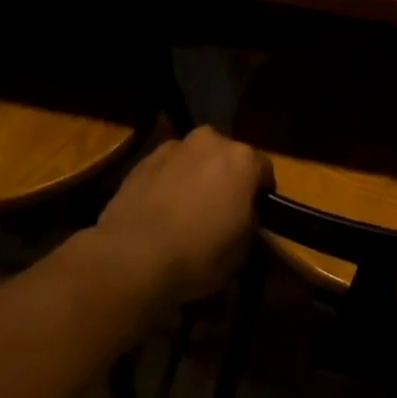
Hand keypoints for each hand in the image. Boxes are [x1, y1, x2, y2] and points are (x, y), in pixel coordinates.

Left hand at [93, 125, 273, 305]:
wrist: (132, 255)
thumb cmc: (198, 254)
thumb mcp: (242, 249)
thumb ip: (249, 221)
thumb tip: (243, 215)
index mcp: (242, 159)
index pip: (263, 169)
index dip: (261, 192)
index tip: (255, 212)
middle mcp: (211, 141)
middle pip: (227, 156)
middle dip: (226, 176)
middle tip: (220, 207)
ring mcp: (175, 147)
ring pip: (195, 158)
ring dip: (196, 175)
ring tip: (186, 208)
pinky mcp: (143, 159)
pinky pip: (167, 167)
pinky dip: (169, 181)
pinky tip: (161, 209)